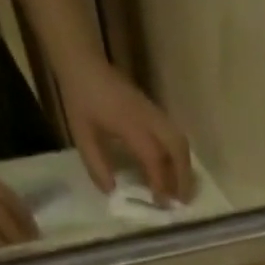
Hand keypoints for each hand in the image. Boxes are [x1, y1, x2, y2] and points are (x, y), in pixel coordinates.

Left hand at [59, 59, 191, 204]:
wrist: (83, 61)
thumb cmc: (80, 97)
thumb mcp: (81, 133)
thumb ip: (96, 164)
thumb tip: (112, 190)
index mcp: (130, 124)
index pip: (154, 157)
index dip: (160, 182)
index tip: (159, 202)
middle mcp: (148, 119)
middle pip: (178, 149)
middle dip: (183, 177)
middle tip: (182, 201)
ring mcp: (153, 113)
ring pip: (180, 142)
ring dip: (185, 168)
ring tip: (181, 189)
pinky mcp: (154, 112)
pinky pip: (175, 136)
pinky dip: (179, 157)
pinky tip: (172, 171)